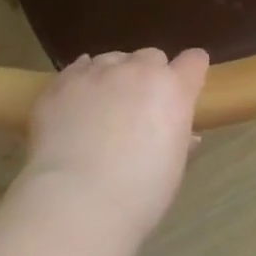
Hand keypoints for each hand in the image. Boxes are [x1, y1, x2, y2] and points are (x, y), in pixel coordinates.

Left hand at [21, 47, 209, 233]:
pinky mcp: (61, 83)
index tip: (186, 85)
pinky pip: (76, 69)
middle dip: (150, 74)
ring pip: (111, 59)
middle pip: (151, 56)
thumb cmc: (141, 191)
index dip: (190, 71)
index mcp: (173, 89)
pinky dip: (81, 81)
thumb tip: (186, 136)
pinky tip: (76, 103)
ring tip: (103, 106)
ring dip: (114, 76)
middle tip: (141, 105)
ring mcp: (97, 73)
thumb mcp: (174, 168)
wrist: (79, 199)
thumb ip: (180, 141)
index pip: (193, 61)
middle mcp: (137, 70)